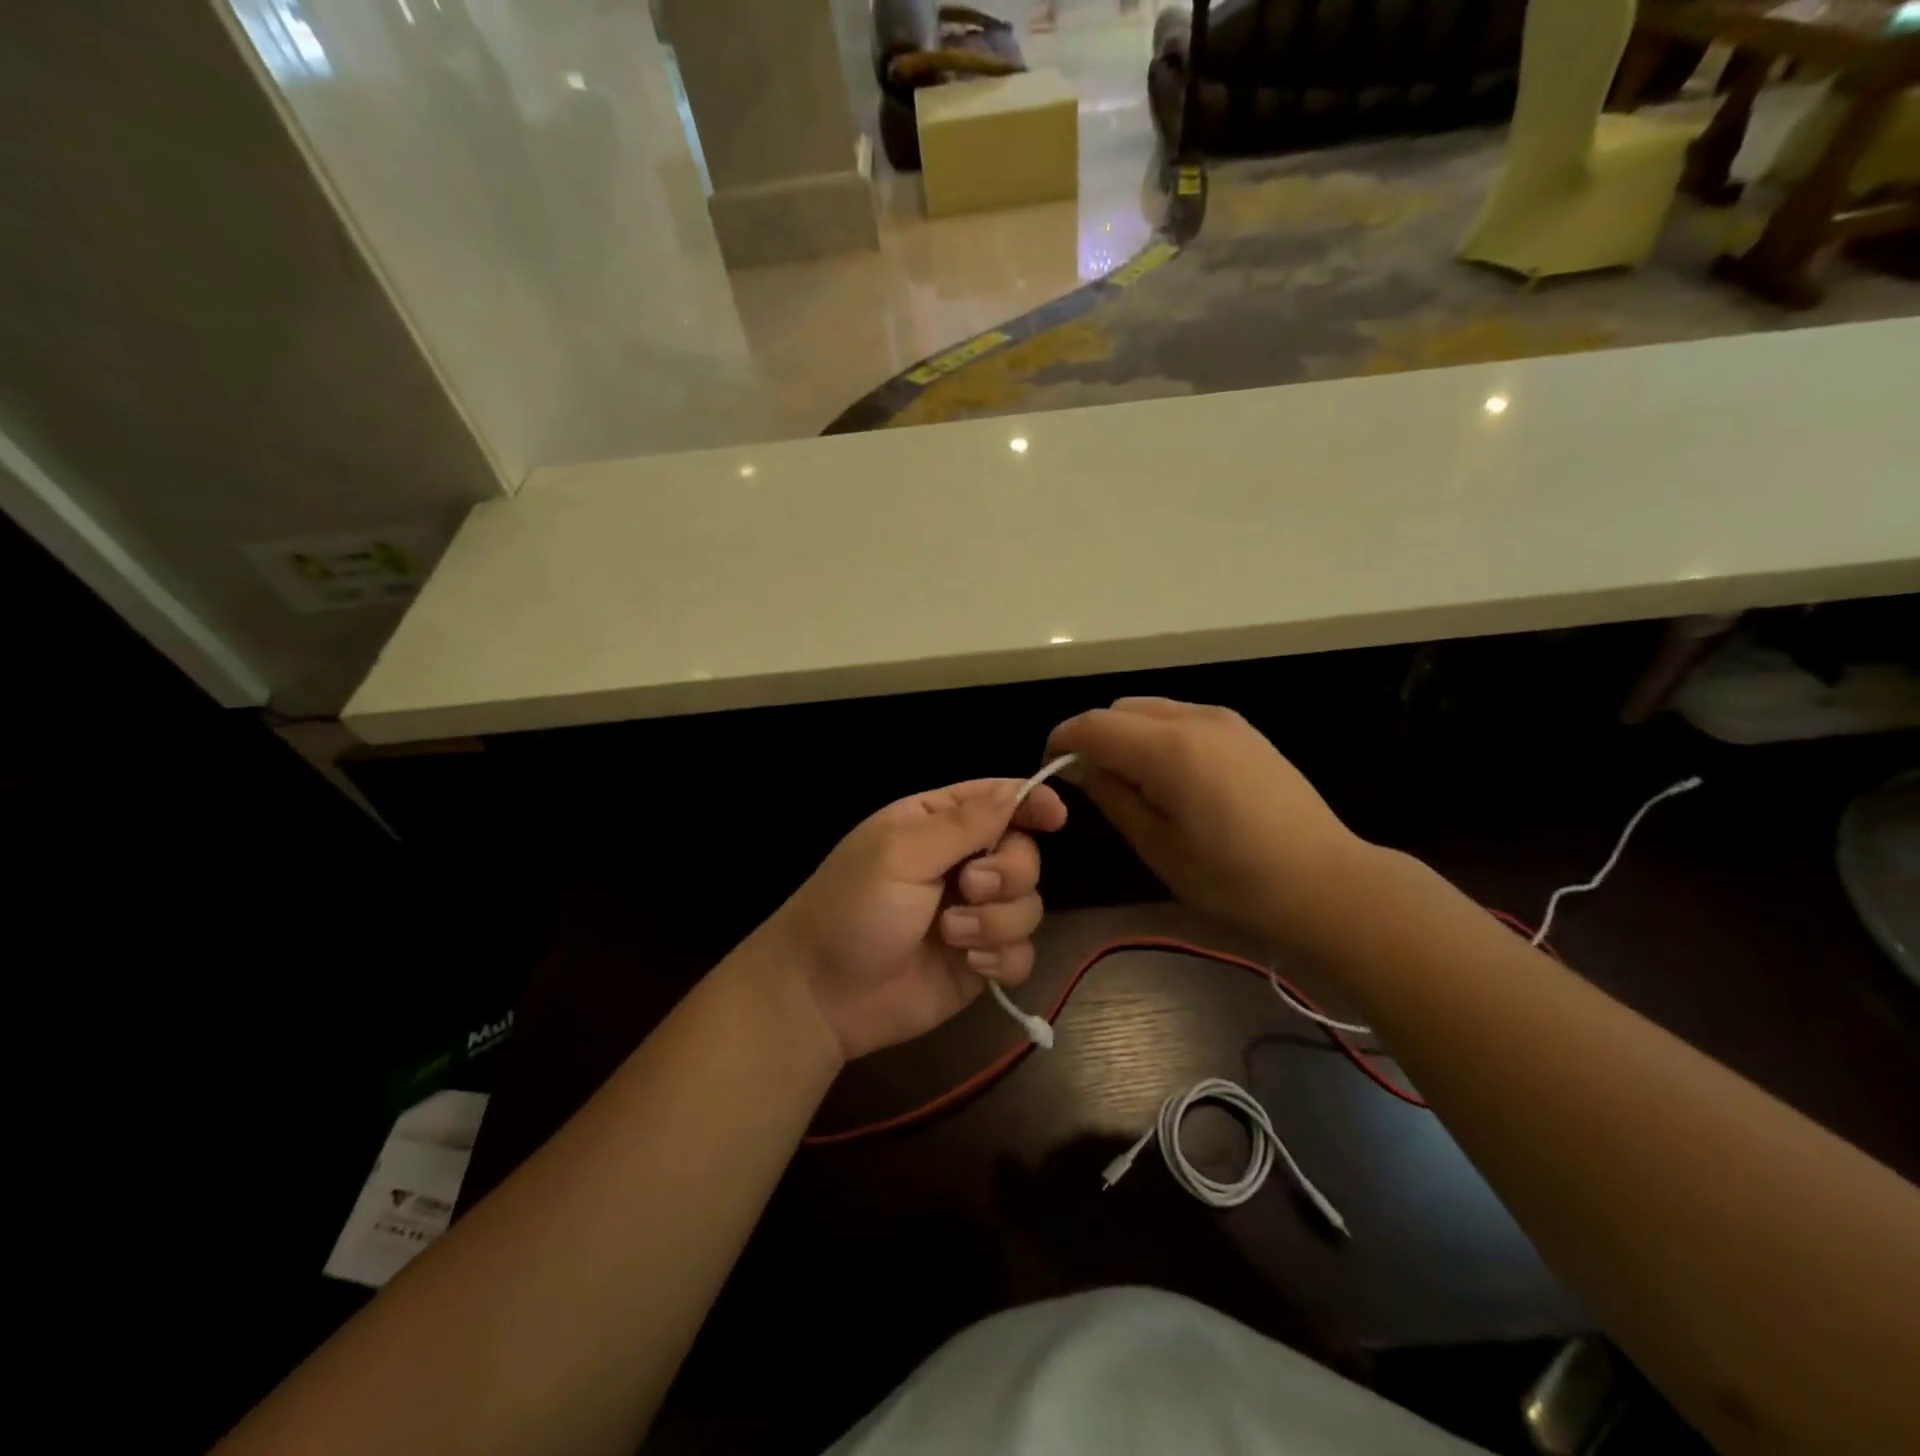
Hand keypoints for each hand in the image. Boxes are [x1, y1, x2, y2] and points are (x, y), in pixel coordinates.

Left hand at [767, 778, 1067, 1061]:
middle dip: (1007, 873)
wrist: (822, 996)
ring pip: (1029, 905)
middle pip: (1024, 855)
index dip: (1031, 803)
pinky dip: (1002, 958)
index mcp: (936, 825)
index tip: (1056, 817)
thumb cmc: (851, 909)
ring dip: (996, 921)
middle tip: (969, 887)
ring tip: (950, 936)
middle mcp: (961, 864)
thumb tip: (1014, 791)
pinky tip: (968, 964)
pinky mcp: (980, 961)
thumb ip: (961, 825)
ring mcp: (974, 915)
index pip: (997, 800)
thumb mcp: (899, 855)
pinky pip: (1023, 953)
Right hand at [1046, 697, 1365, 946]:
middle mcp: (1194, 718)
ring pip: (1150, 708)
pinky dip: (1157, 735)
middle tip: (1091, 783)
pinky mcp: (1243, 730)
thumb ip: (1113, 796)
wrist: (1325, 881)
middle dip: (1094, 736)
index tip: (1049, 769)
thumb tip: (1082, 767)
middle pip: (1120, 709)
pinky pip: (1180, 717)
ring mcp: (1223, 719)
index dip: (1061, 741)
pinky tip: (1170, 777)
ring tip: (1133, 782)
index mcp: (1168, 748)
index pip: (1092, 725)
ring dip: (1126, 734)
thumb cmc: (1234, 877)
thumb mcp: (1158, 846)